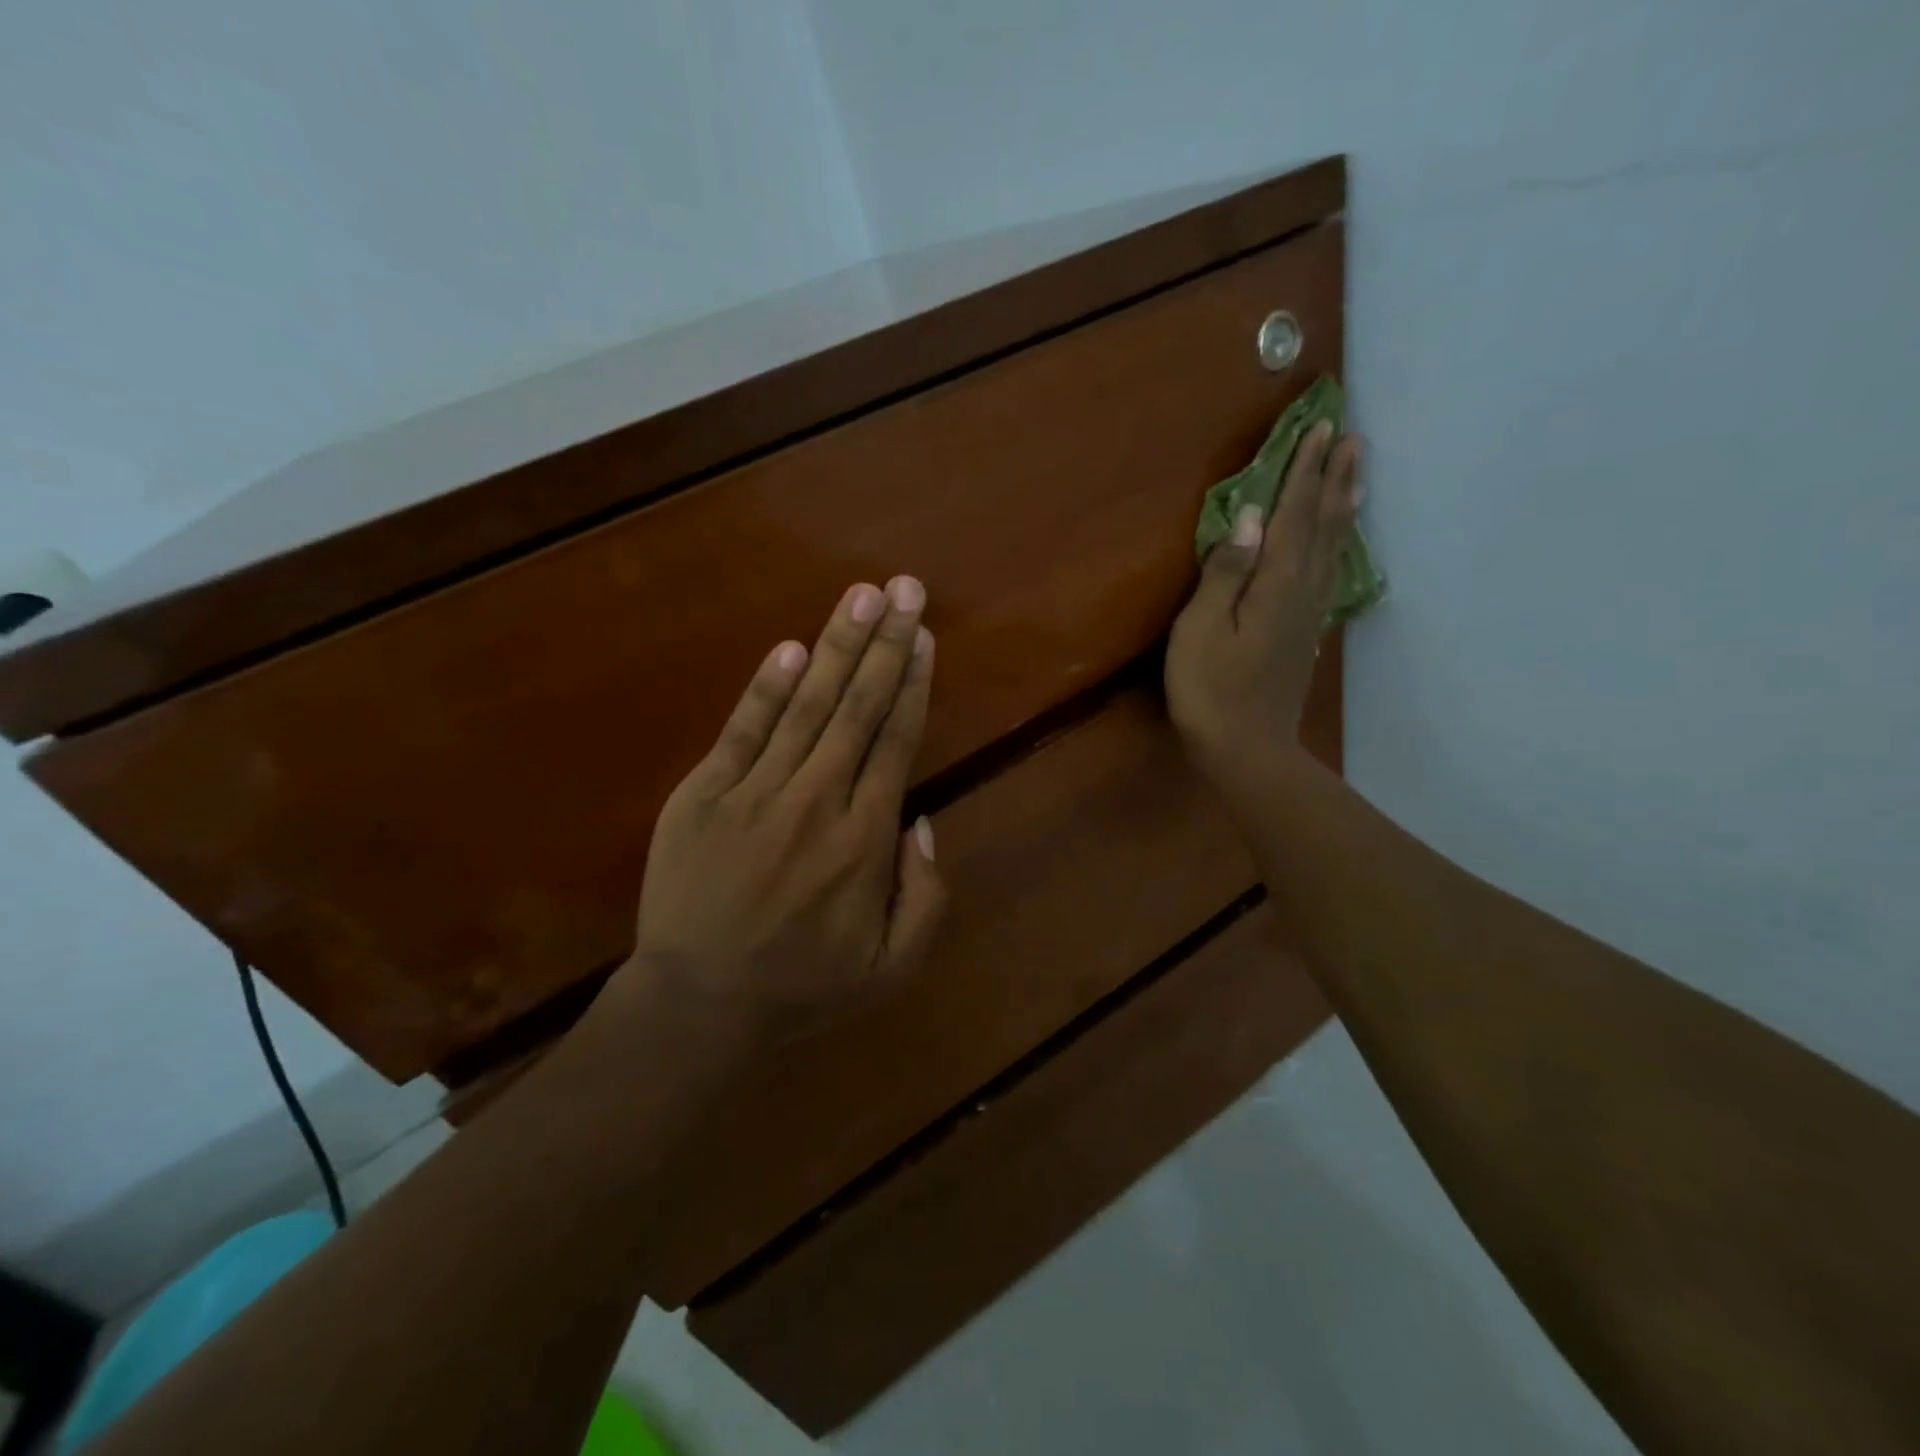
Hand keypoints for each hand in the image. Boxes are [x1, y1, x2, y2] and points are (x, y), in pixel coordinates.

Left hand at [619, 578, 945, 1041]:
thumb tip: (922, 820)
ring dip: (837, 646)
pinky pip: (742, 731)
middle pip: (859, 709)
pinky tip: (791, 647)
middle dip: (885, 643)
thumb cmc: (803, 988)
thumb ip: (926, 895)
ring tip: (861, 595)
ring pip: (807, 706)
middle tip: (904, 588)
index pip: (896, 742)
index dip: (912, 683)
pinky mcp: (703, 795)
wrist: (698, 1007)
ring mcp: (756, 793)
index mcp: (865, 840)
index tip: (923, 636)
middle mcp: (818, 801)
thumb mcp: (892, 967)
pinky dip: (767, 687)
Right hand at [1165, 422, 1362, 787]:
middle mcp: (1301, 592)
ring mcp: (1306, 615)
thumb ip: (1226, 572)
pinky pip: (1327, 574)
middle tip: (1352, 437)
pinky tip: (1337, 543)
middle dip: (1334, 480)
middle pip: (1323, 526)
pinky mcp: (1303, 634)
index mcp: (1276, 585)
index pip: (1294, 516)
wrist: (1246, 749)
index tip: (1321, 428)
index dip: (1304, 472)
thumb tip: (1250, 518)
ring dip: (1342, 508)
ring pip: (1332, 549)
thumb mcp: (1201, 629)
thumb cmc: (1210, 690)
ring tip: (1357, 475)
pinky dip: (1337, 546)